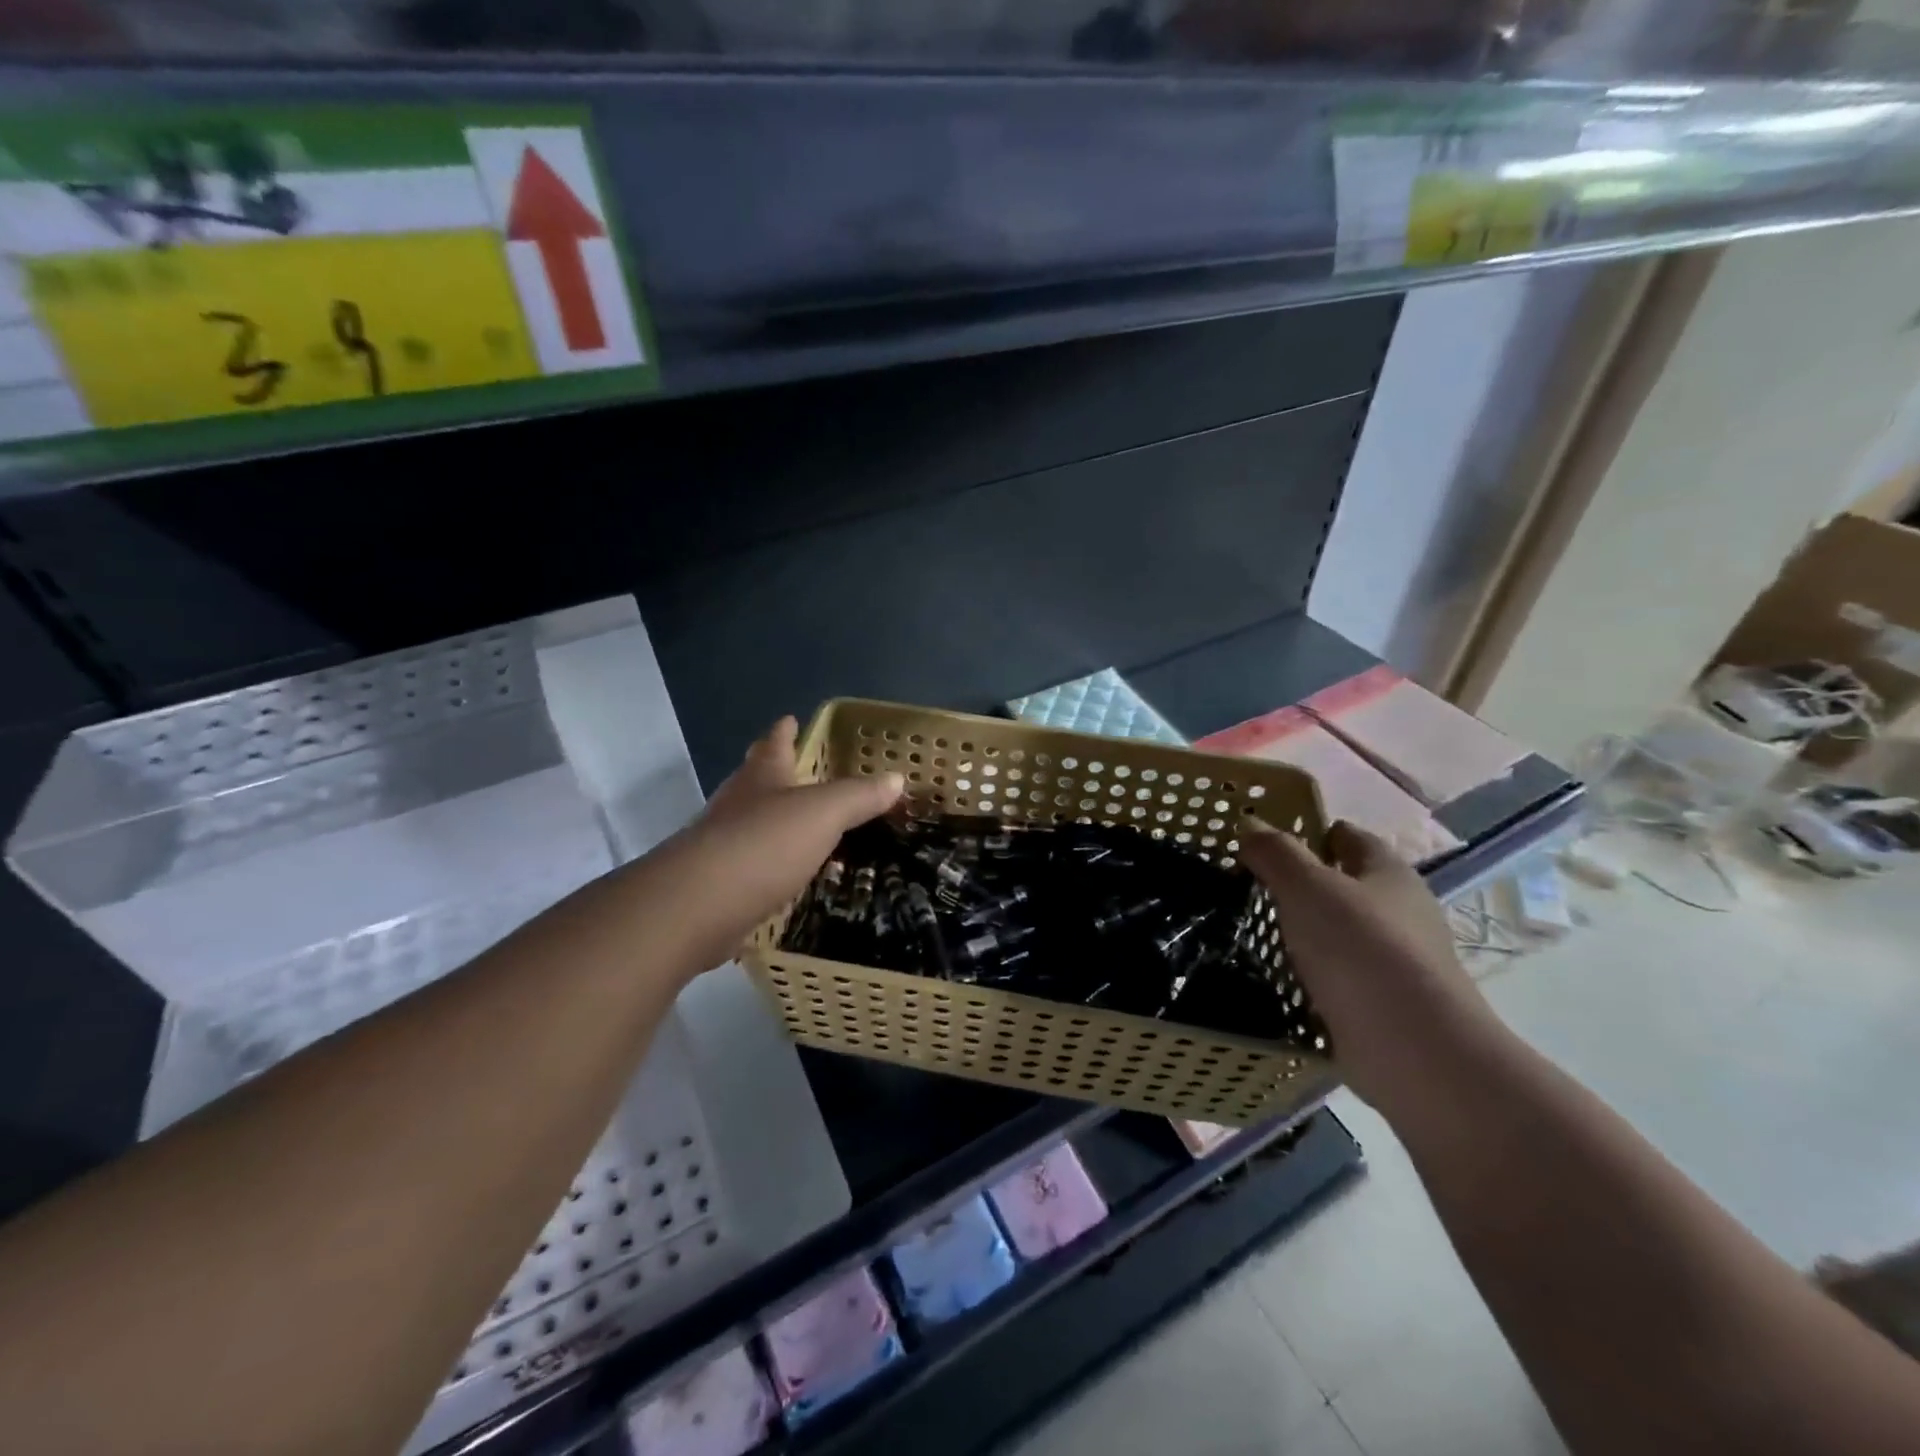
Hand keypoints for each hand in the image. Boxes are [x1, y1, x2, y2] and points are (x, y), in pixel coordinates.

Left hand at [663, 718, 903, 966]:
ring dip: (772, 822)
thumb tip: (896, 778)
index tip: (790, 719)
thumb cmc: (764, 844)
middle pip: (755, 780)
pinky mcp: (717, 885)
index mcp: (761, 777)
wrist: (698, 906)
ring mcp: (721, 844)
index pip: (774, 744)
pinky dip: (768, 865)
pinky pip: (750, 866)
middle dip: (774, 773)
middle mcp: (737, 804)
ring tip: (800, 827)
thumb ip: (859, 796)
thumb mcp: (824, 813)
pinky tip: (785, 877)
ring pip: (750, 823)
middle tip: (798, 772)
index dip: (784, 731)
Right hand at [1238, 818, 1497, 1117]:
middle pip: (1344, 885)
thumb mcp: (1307, 887)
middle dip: (1302, 884)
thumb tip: (1249, 823)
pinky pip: (1338, 977)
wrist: (1415, 1052)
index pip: (1347, 837)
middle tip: (1248, 887)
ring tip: (1252, 932)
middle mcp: (1399, 912)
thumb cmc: (1361, 950)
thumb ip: (1276, 853)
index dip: (1309, 832)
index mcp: (1388, 873)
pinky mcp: (1383, 1005)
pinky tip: (1277, 978)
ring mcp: (1395, 962)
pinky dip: (1311, 974)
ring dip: (1304, 932)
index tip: (1264, 842)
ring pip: (1340, 933)